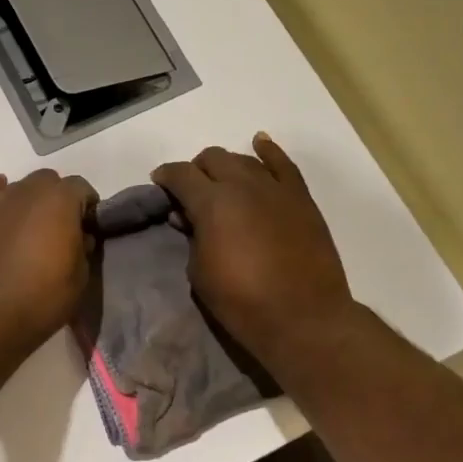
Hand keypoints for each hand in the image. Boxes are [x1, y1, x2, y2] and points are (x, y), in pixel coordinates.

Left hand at [0, 169, 97, 355]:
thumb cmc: (40, 300)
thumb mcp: (80, 278)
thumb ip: (83, 248)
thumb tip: (79, 237)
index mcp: (60, 201)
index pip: (82, 188)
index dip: (87, 209)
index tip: (86, 231)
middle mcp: (29, 190)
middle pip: (50, 182)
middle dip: (57, 201)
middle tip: (57, 232)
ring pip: (20, 186)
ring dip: (29, 201)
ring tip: (26, 230)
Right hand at [151, 134, 357, 364]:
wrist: (303, 318)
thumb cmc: (241, 301)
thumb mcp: (199, 271)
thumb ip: (192, 236)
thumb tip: (189, 218)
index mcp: (212, 203)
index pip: (181, 175)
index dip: (166, 177)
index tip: (159, 184)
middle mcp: (243, 185)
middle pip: (213, 159)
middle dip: (196, 170)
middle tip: (191, 192)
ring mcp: (276, 189)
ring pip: (244, 160)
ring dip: (227, 166)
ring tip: (221, 182)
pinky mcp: (301, 199)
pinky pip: (284, 165)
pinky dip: (269, 151)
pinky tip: (260, 144)